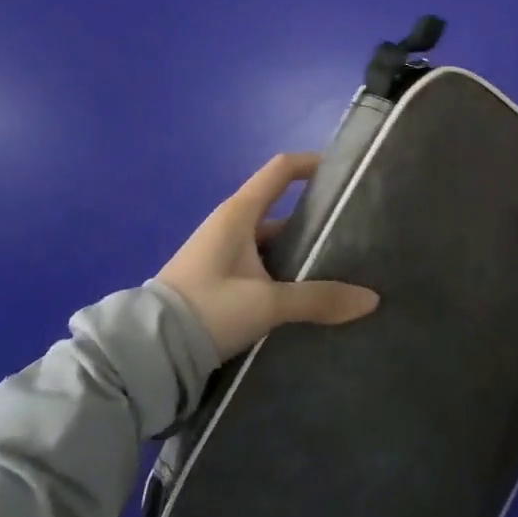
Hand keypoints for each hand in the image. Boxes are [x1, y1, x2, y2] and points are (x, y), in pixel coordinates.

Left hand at [155, 153, 379, 359]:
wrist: (146, 353)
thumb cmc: (207, 309)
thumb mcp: (266, 304)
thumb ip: (318, 299)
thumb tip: (371, 300)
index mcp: (239, 213)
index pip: (281, 170)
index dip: (312, 163)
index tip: (344, 171)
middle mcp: (231, 225)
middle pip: (282, 209)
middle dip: (316, 218)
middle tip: (353, 231)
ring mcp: (223, 253)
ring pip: (272, 242)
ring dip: (300, 251)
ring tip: (339, 266)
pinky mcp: (219, 280)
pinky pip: (261, 265)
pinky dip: (284, 273)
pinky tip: (307, 294)